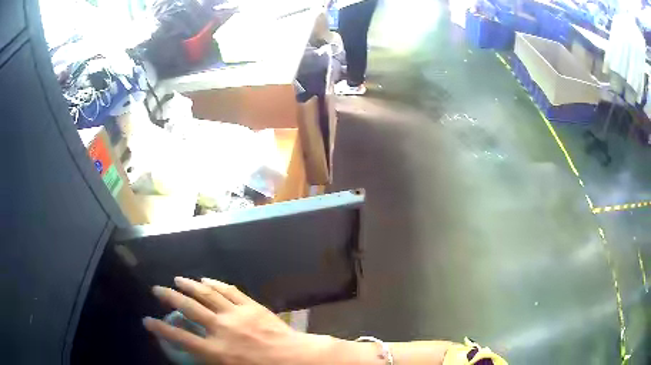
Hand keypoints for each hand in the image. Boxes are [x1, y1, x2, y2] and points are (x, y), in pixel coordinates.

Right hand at [143, 277, 336, 364]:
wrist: (296, 359)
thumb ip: (212, 363)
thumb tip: (197, 360)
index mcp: (215, 351)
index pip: (180, 338)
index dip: (160, 329)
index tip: (147, 320)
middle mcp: (220, 329)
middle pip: (189, 308)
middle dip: (169, 297)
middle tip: (157, 289)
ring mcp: (236, 314)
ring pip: (207, 294)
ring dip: (190, 286)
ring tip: (177, 279)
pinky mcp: (250, 306)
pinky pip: (229, 291)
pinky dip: (215, 283)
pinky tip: (206, 279)